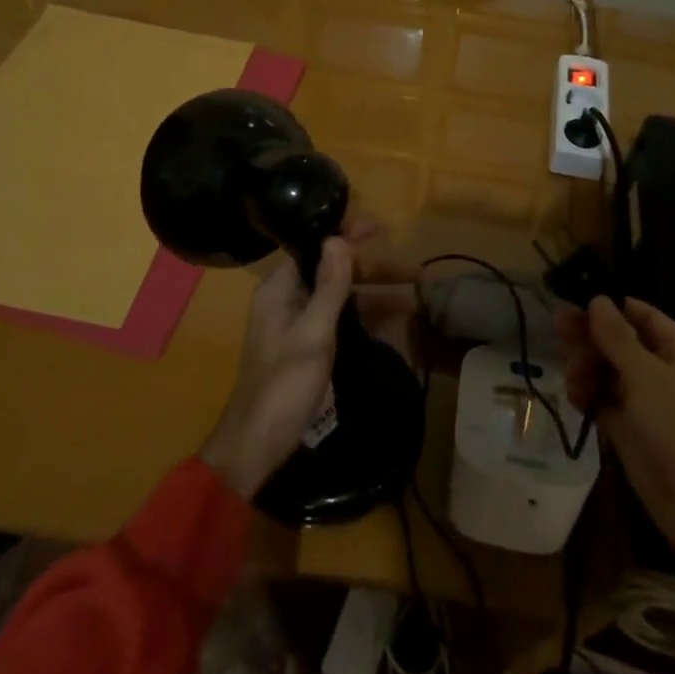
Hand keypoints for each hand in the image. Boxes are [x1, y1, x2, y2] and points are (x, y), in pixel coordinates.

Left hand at [201, 226, 413, 500]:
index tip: (381, 228)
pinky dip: (367, 319)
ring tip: (416, 299)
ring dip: (377, 296)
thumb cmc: (284, 386)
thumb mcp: (313, 333)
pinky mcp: (309, 348)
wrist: (258, 445)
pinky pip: (342, 322)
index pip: (316, 248)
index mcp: (280, 289)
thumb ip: (329, 287)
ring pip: (343, 298)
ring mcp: (299, 325)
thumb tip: (339, 239)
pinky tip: (396, 323)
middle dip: (374, 271)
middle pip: (336, 273)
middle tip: (415, 273)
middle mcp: (288, 300)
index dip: (348, 235)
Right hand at [557, 296, 674, 642]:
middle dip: (591, 338)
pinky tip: (576, 398)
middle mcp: (667, 373)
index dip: (609, 307)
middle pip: (621, 343)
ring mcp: (650, 404)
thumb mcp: (647, 376)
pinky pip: (606, 404)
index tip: (573, 301)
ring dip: (587, 369)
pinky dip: (590, 398)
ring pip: (609, 373)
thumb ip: (617, 337)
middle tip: (558, 329)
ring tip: (573, 377)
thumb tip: (598, 299)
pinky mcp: (634, 433)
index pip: (642, 316)